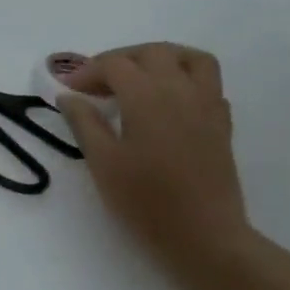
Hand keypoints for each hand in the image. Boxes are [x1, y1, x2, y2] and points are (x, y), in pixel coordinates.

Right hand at [59, 43, 252, 276]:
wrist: (204, 236)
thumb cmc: (145, 202)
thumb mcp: (102, 163)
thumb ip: (84, 123)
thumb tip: (68, 96)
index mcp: (147, 96)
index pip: (114, 65)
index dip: (87, 71)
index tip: (68, 90)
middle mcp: (181, 90)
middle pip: (152, 52)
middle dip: (120, 59)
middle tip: (96, 83)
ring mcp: (207, 104)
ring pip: (190, 58)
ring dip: (160, 58)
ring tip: (137, 78)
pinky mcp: (222, 123)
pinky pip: (207, 83)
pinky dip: (184, 79)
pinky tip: (166, 103)